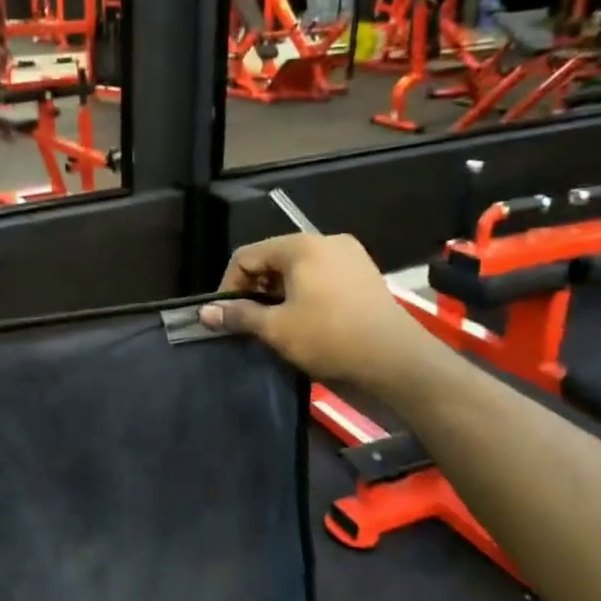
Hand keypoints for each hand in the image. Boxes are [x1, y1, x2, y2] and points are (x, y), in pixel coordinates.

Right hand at [200, 234, 429, 394]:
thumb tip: (204, 312)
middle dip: (256, 288)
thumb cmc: (329, 337)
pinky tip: (307, 319)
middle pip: (274, 258)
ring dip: (280, 292)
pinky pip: (322, 276)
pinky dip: (306, 292)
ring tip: (277, 322)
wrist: (396, 360)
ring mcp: (350, 255)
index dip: (229, 284)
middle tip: (251, 320)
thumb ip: (238, 315)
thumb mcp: (276, 328)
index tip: (227, 314)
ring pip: (299, 268)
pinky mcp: (366, 274)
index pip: (247, 255)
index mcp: (300, 246)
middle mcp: (325, 240)